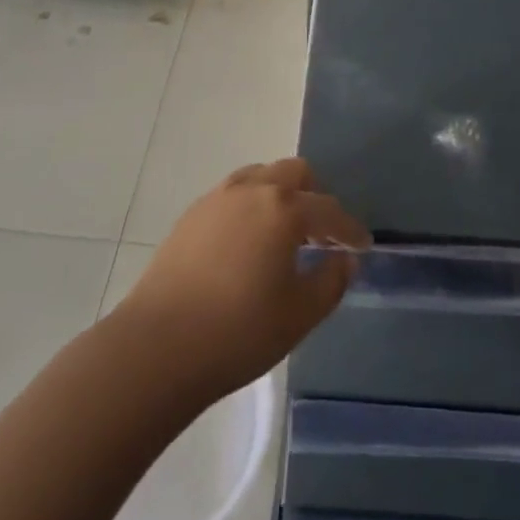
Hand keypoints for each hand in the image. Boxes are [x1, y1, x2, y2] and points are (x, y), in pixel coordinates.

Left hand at [119, 159, 369, 402]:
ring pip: (261, 176)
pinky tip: (247, 242)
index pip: (329, 210)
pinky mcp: (192, 213)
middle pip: (295, 173)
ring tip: (283, 234)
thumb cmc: (237, 332)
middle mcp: (253, 189)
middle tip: (321, 233)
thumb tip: (345, 259)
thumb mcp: (298, 316)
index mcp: (284, 209)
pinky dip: (251, 206)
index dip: (350, 229)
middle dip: (314, 196)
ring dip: (280, 195)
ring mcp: (219, 197)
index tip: (362, 245)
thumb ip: (330, 282)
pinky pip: (234, 194)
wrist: (157, 346)